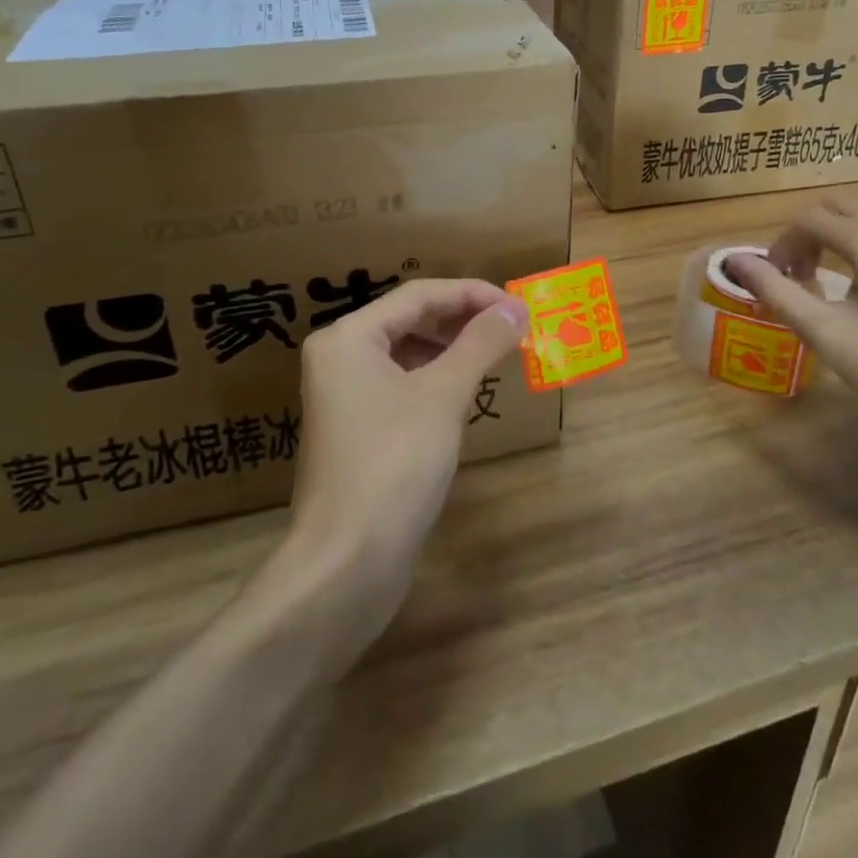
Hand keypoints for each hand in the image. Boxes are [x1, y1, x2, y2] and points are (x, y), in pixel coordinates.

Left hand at [284, 279, 526, 635]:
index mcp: (347, 337)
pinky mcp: (357, 430)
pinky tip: (467, 391)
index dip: (471, 294)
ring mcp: (344, 396)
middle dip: (463, 320)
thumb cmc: (394, 464)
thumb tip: (516, 307)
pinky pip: (402, 385)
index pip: (418, 295)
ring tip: (496, 354)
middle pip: (410, 319)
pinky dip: (436, 379)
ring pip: (407, 353)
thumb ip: (480, 343)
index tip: (517, 304)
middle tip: (513, 327)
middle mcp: (339, 358)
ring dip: (452, 349)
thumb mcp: (443, 395)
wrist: (346, 564)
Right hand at [727, 192, 857, 453]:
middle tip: (800, 276)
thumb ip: (776, 291)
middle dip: (809, 234)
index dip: (781, 244)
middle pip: (839, 207)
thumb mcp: (826, 334)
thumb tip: (735, 261)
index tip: (775, 278)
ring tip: (839, 269)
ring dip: (845, 229)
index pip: (808, 220)